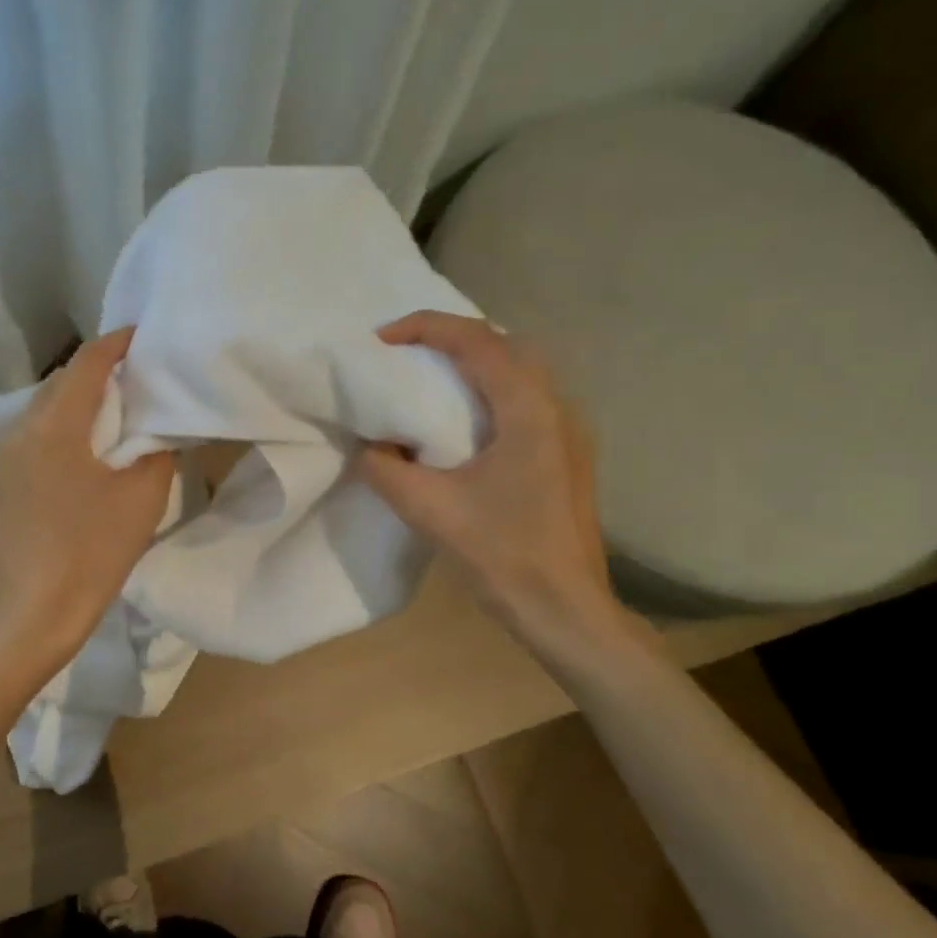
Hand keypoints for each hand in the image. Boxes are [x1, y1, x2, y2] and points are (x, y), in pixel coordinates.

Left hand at [0, 328, 175, 663]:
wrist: (36, 612)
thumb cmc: (93, 551)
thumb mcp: (142, 497)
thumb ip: (154, 450)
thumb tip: (153, 430)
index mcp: (54, 427)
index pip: (86, 364)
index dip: (116, 343)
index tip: (143, 335)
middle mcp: (21, 431)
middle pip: (61, 382)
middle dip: (98, 372)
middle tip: (137, 376)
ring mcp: (5, 459)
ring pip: (45, 410)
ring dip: (79, 401)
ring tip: (116, 410)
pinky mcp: (3, 483)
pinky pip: (35, 437)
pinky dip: (64, 429)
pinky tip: (87, 448)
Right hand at [359, 311, 624, 651]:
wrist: (565, 609)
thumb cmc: (502, 555)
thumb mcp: (429, 510)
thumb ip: (384, 469)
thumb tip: (367, 446)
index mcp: (528, 410)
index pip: (477, 341)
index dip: (425, 328)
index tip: (381, 340)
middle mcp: (557, 407)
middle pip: (504, 344)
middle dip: (450, 338)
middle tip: (404, 356)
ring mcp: (569, 431)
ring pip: (520, 370)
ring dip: (473, 363)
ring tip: (427, 381)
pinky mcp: (567, 454)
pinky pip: (526, 399)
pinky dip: (489, 390)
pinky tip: (462, 422)